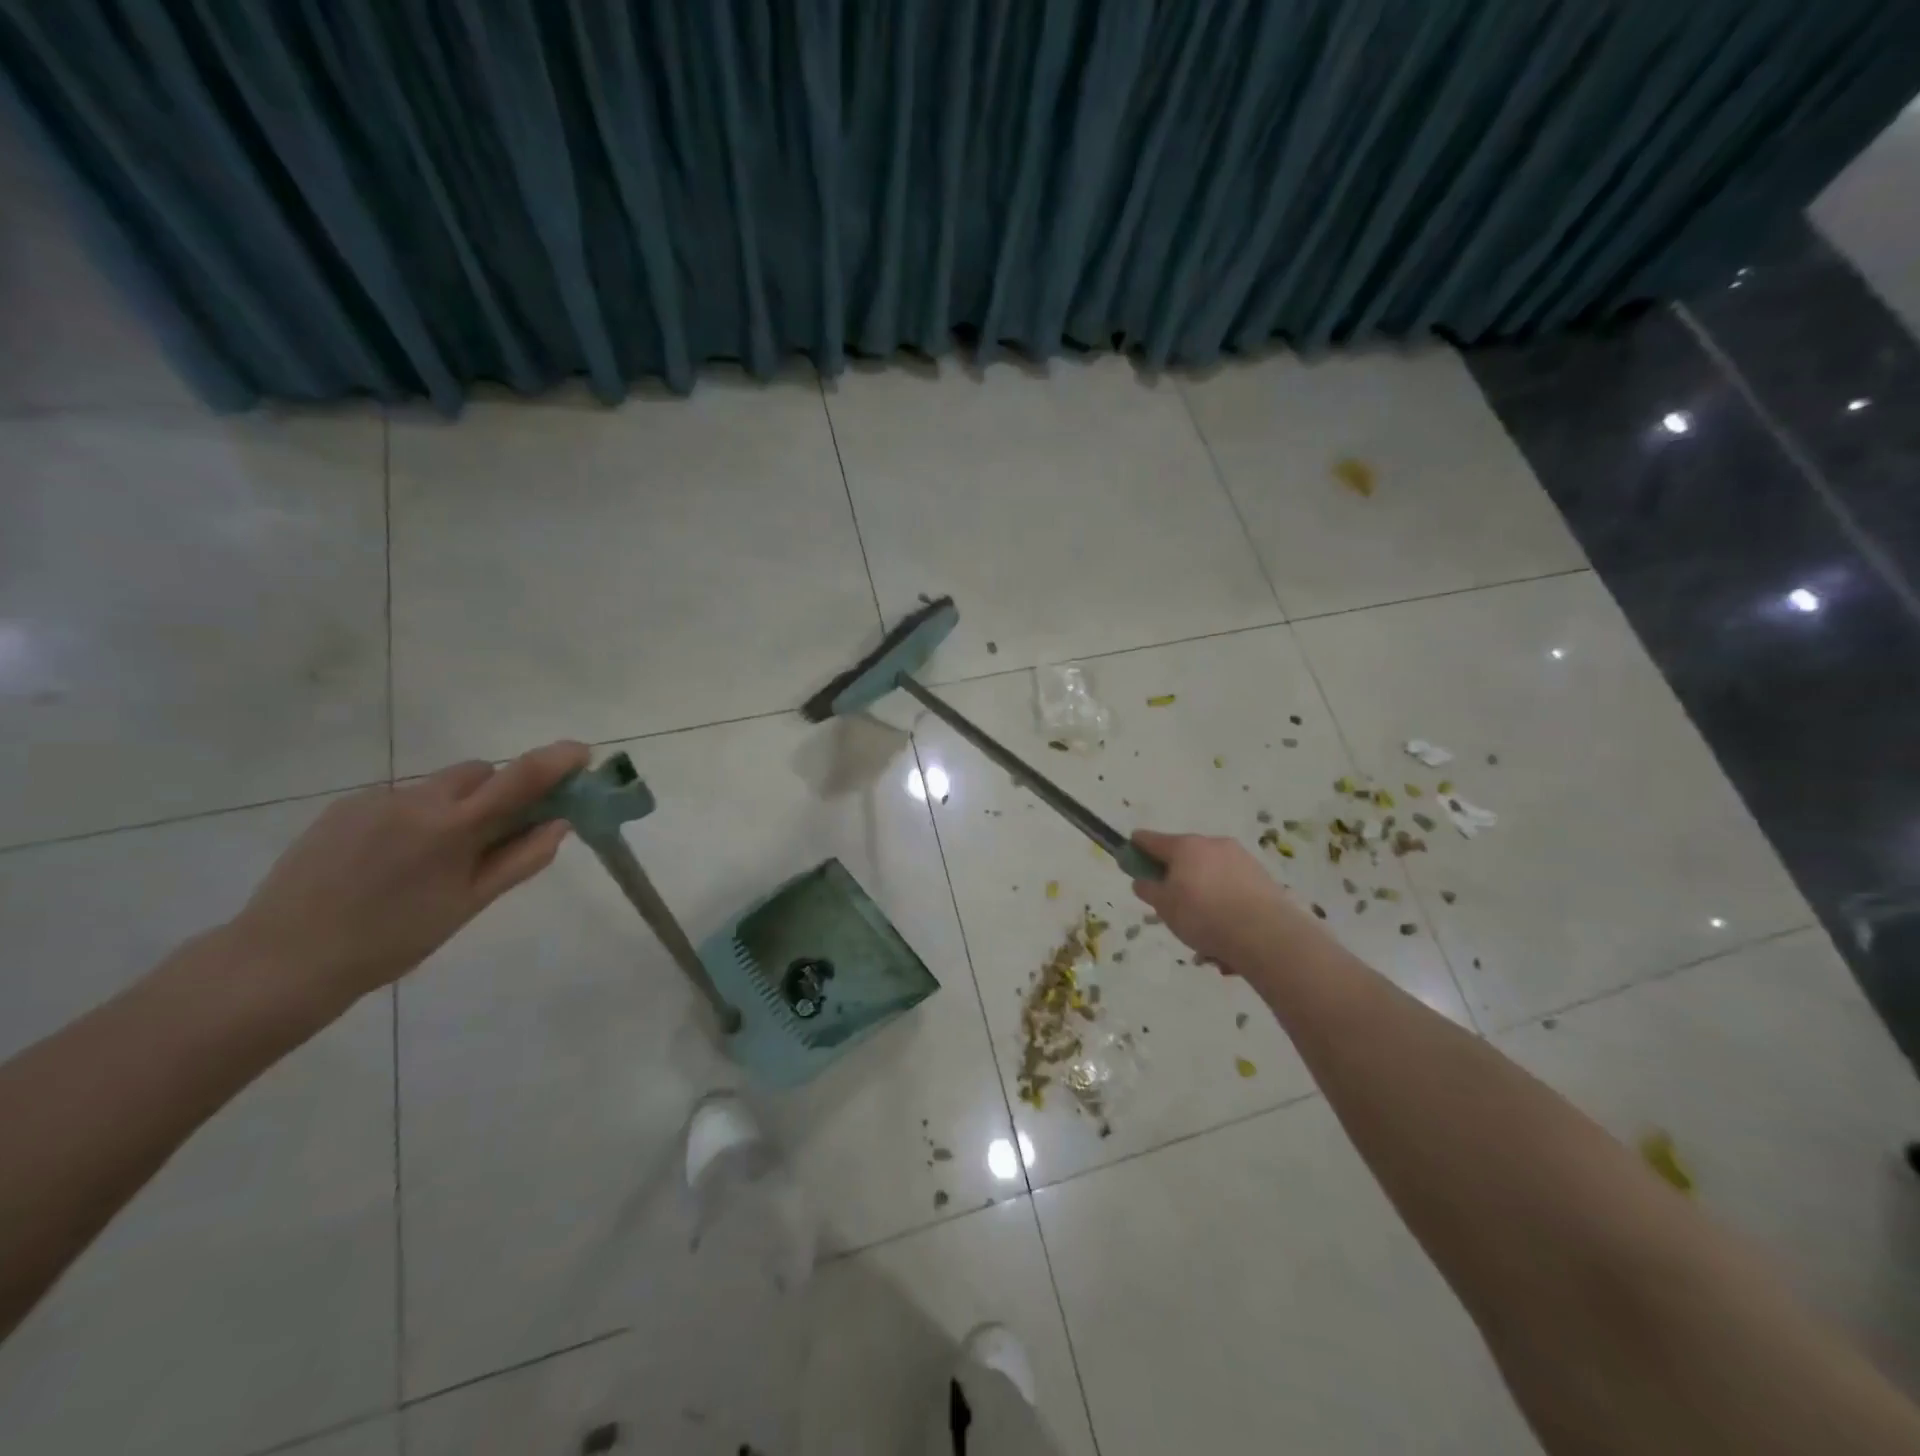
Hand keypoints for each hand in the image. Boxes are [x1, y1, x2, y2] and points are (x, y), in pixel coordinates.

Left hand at [227, 741, 590, 1016]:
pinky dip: (417, 816)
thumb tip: (559, 824)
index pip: (521, 777)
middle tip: (502, 830)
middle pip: (481, 772)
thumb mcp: (469, 904)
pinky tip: (393, 858)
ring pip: (440, 785)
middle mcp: (418, 799)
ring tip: (435, 856)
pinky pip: (401, 798)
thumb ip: (520, 859)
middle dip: (502, 790)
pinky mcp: (344, 806)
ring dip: (458, 804)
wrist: (283, 960)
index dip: (557, 759)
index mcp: (454, 826)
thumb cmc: (393, 940)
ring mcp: (376, 798)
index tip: (581, 753)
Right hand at [1129, 829, 1329, 977]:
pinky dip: (1226, 909)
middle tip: (1172, 909)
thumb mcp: (1164, 906)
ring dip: (1204, 900)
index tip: (1130, 856)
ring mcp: (1241, 860)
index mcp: (1185, 846)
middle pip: (1185, 859)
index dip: (1137, 847)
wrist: (1266, 934)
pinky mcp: (1263, 879)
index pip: (1151, 839)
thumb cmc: (1203, 915)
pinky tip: (1226, 941)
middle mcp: (1214, 845)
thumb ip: (1148, 889)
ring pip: (1211, 878)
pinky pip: (1233, 892)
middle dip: (1177, 881)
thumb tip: (1143, 880)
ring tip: (1204, 940)